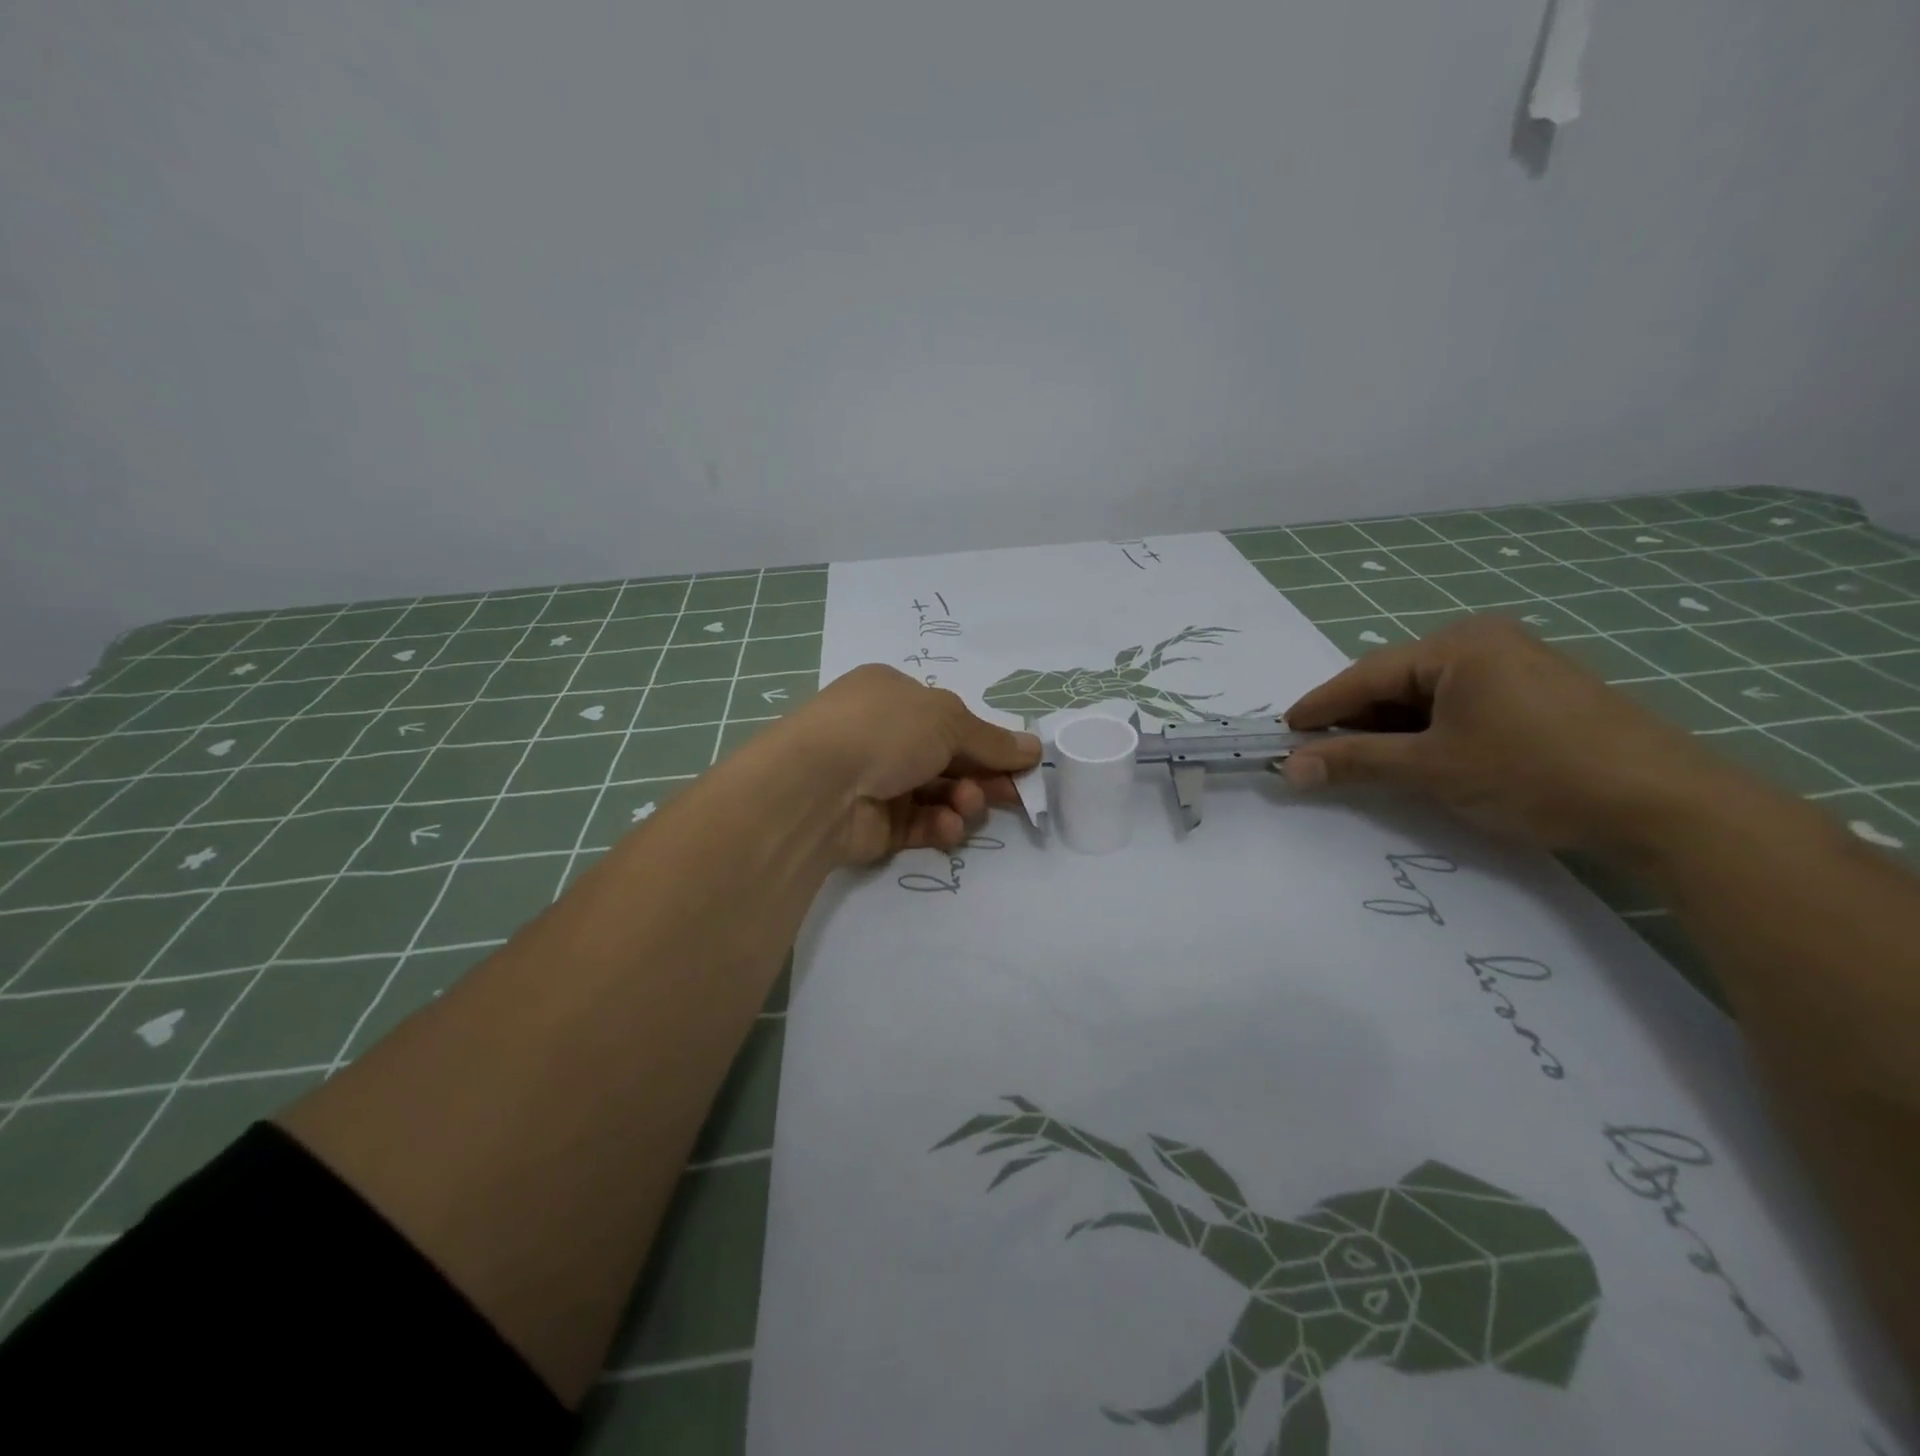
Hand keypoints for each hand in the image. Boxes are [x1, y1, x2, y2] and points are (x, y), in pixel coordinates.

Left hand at [781, 664, 1041, 864]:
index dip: (988, 741)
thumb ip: (992, 740)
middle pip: (949, 758)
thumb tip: (1034, 747)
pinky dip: (940, 826)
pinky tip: (948, 826)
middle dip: (983, 775)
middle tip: (1013, 793)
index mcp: (892, 695)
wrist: (817, 787)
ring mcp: (876, 780)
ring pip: (938, 794)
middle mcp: (883, 735)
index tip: (1022, 763)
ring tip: (966, 806)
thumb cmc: (884, 730)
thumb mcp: (948, 719)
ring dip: (963, 801)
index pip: (950, 718)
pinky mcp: (875, 825)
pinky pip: (920, 824)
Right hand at [1280, 615, 1731, 849]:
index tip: (1282, 734)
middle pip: (1396, 681)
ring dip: (1391, 729)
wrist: (1665, 805)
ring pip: (1428, 696)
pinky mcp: (1538, 694)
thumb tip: (1289, 767)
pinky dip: (1430, 731)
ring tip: (1363, 762)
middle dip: (1356, 720)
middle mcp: (1485, 641)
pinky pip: (1461, 704)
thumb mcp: (1432, 769)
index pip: (1366, 675)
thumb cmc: (1533, 773)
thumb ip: (1355, 762)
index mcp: (1457, 645)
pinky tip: (1419, 758)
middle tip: (1318, 754)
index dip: (1319, 708)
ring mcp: (1518, 665)